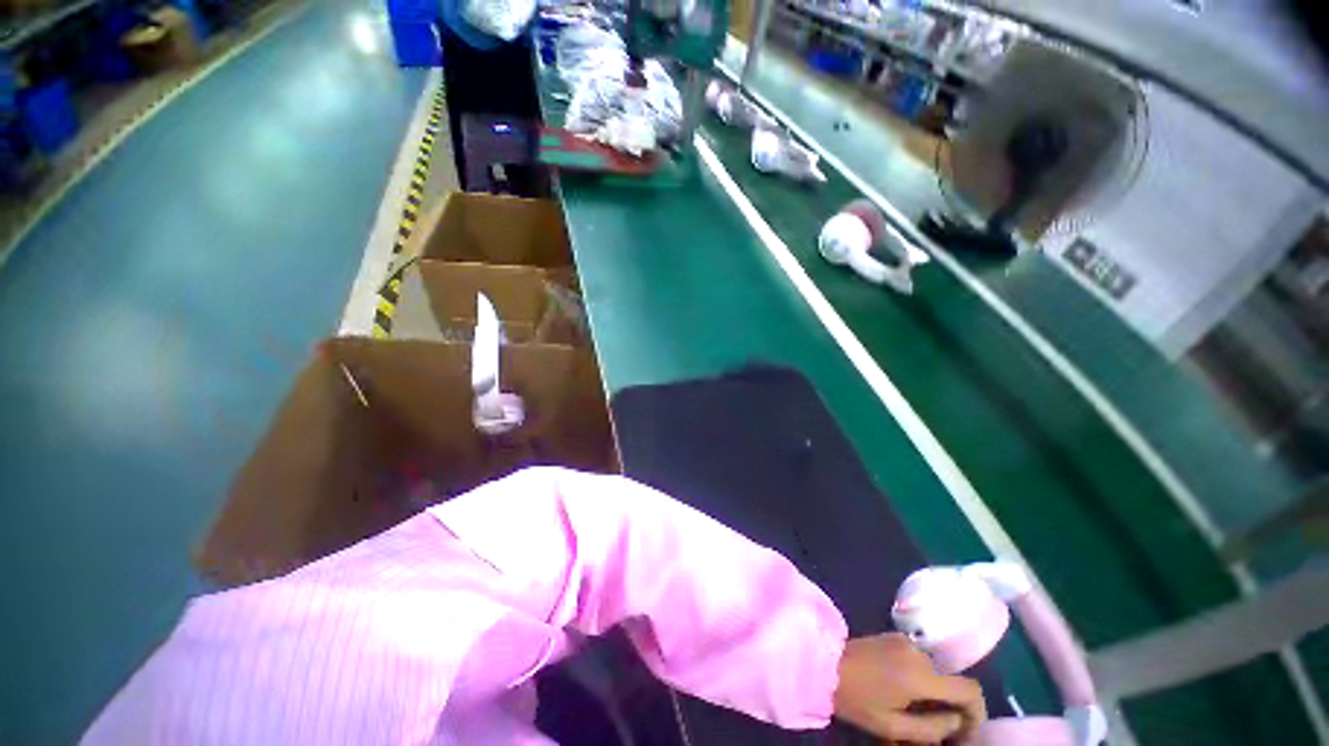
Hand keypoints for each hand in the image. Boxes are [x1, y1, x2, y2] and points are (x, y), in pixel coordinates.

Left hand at [834, 633, 985, 743]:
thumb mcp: (892, 726)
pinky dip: (919, 681)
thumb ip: (931, 728)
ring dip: (933, 696)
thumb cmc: (856, 698)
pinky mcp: (893, 637)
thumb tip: (955, 723)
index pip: (970, 690)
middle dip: (949, 710)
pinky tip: (901, 695)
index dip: (976, 714)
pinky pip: (918, 663)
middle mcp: (918, 652)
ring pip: (934, 675)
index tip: (964, 734)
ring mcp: (904, 641)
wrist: (823, 662)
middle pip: (951, 684)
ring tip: (912, 716)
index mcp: (921, 675)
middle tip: (933, 732)